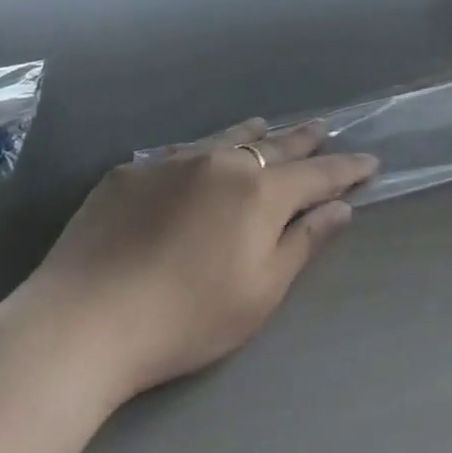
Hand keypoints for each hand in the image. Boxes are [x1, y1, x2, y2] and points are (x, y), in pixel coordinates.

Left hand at [5, 119, 377, 408]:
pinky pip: (181, 152)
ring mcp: (172, 162)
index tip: (370, 162)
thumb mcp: (261, 291)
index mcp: (260, 192)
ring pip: (227, 138)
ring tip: (268, 128)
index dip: (347, 169)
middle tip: (325, 129)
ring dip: (255, 135)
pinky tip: (199, 159)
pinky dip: (205, 151)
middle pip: (276, 145)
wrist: (81, 323)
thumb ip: (304, 243)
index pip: (318, 173)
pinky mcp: (130, 173)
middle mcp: (222, 162)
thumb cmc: (186, 318)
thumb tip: (340, 208)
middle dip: (306, 139)